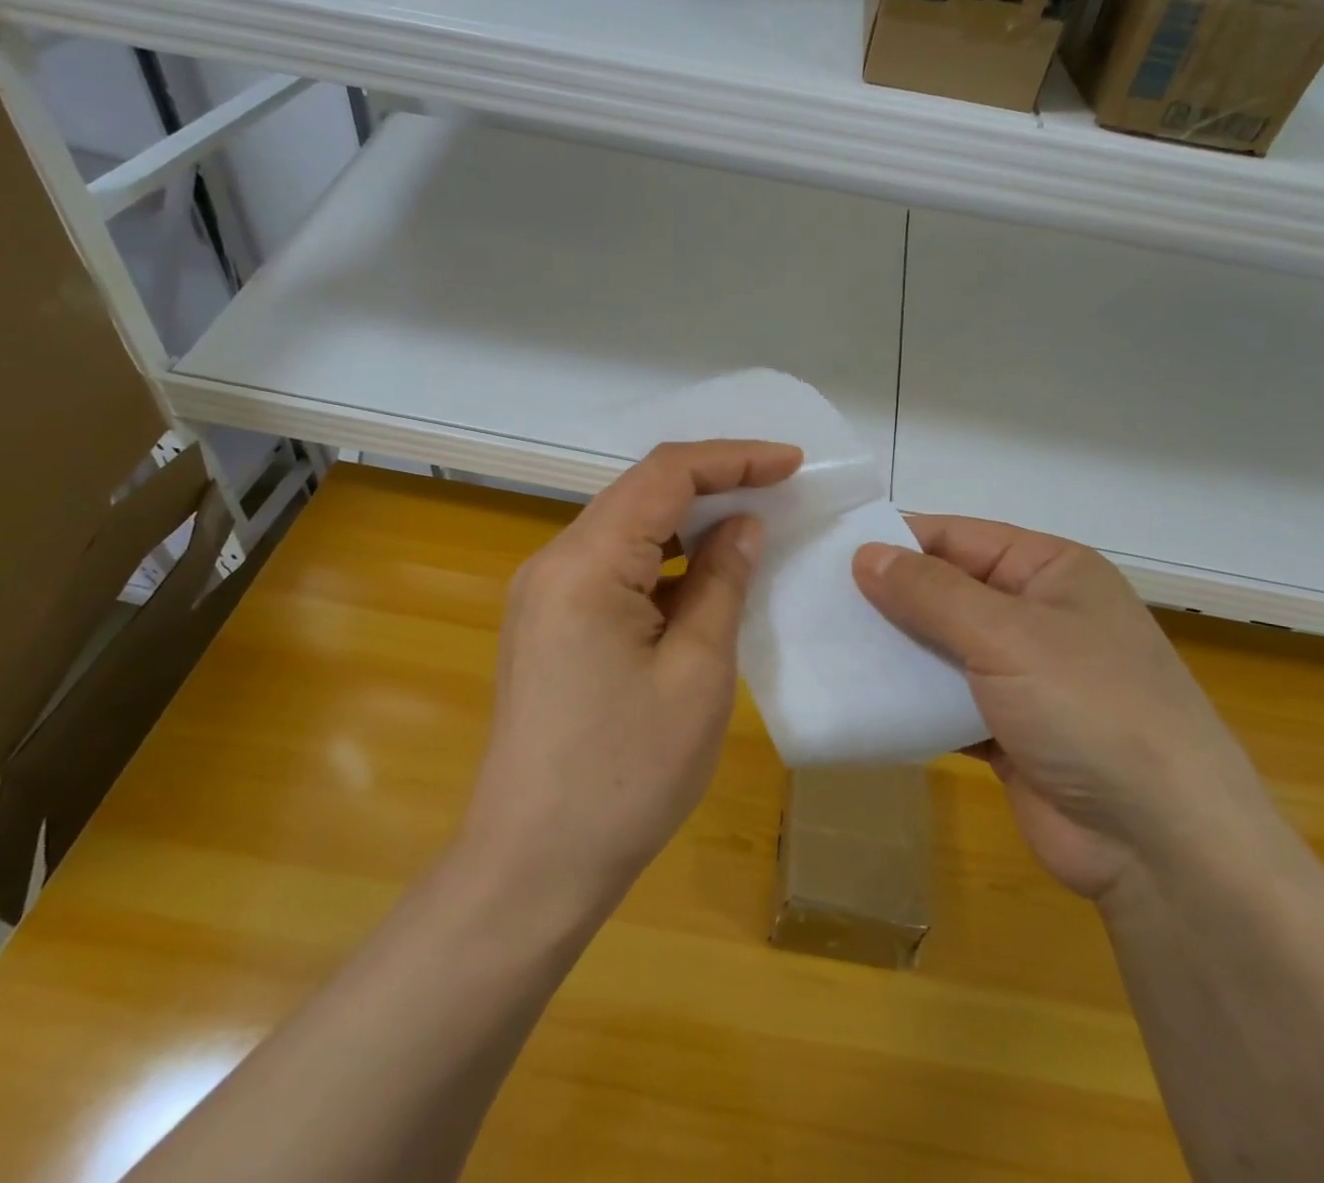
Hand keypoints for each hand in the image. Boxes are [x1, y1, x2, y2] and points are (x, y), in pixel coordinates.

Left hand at [460, 440, 801, 917]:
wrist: (532, 866)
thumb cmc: (625, 774)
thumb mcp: (697, 673)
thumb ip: (722, 582)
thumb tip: (743, 526)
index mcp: (585, 564)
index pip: (664, 475)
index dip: (732, 459)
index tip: (791, 464)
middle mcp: (553, 562)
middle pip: (639, 492)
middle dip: (712, 484)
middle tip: (778, 492)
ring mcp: (543, 594)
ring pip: (625, 528)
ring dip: (687, 522)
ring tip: (749, 529)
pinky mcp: (547, 624)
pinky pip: (611, 568)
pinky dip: (662, 561)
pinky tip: (701, 580)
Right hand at [853, 516, 1277, 900]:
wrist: (1162, 847)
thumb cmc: (1090, 709)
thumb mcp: (1006, 635)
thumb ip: (930, 592)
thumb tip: (865, 554)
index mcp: (1051, 572)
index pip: (959, 538)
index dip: (897, 542)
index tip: (830, 551)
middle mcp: (1037, 616)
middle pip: (946, 593)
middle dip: (887, 599)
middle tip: (814, 601)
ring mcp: (1022, 677)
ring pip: (940, 649)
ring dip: (893, 652)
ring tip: (824, 645)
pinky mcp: (1005, 731)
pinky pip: (943, 701)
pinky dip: (908, 701)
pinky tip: (858, 698)